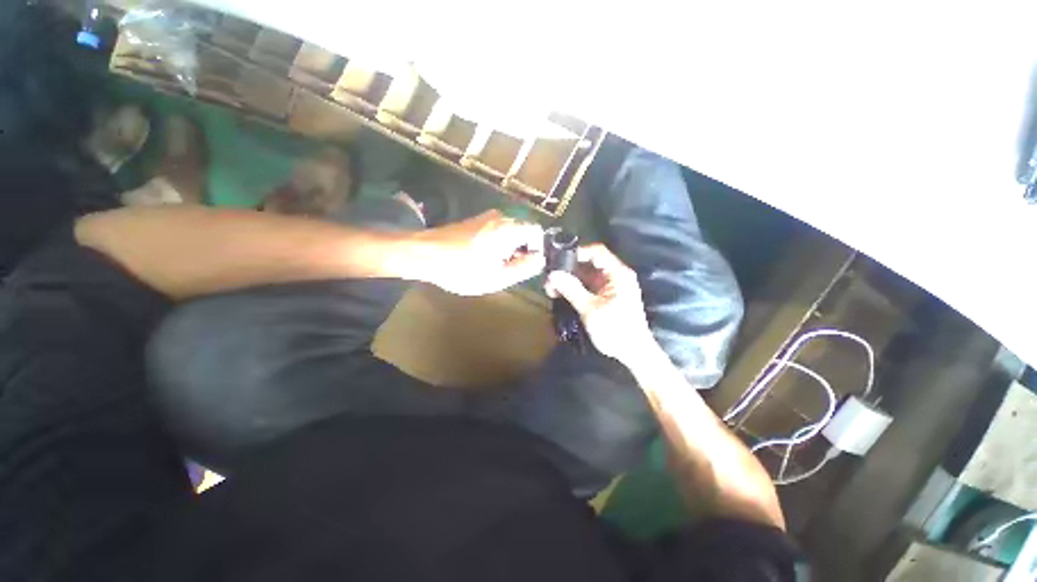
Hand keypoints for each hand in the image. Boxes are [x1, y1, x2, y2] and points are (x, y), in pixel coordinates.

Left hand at [414, 210, 544, 295]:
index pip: (537, 232)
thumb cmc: (462, 269)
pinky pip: (496, 231)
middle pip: (523, 232)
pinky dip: (497, 244)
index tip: (527, 266)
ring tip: (495, 267)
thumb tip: (540, 259)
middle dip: (522, 251)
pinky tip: (483, 259)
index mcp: (509, 228)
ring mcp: (486, 217)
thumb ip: (524, 268)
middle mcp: (500, 217)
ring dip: (509, 249)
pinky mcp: (474, 221)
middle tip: (510, 270)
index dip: (537, 250)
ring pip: (509, 232)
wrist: (423, 254)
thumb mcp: (497, 277)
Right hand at [545, 244, 656, 365]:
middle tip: (549, 278)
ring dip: (569, 280)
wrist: (633, 353)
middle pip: (589, 264)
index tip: (557, 259)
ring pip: (586, 276)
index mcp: (618, 274)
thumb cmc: (615, 330)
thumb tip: (552, 274)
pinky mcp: (606, 297)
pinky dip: (575, 289)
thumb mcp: (590, 309)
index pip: (597, 252)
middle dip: (568, 269)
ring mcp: (610, 287)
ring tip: (550, 288)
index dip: (577, 252)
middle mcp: (615, 276)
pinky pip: (588, 287)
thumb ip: (571, 289)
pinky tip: (560, 294)